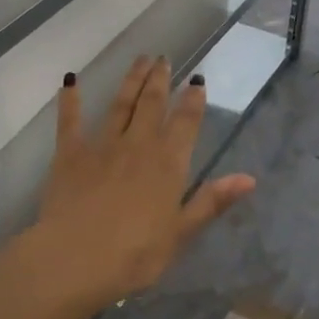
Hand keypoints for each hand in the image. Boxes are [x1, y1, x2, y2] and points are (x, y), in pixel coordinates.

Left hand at [31, 56, 256, 314]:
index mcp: (168, 164)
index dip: (193, 100)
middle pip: (152, 104)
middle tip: (163, 58)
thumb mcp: (180, 233)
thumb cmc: (135, 255)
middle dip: (160, 80)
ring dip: (130, 81)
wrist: (75, 260)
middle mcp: (138, 145)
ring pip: (119, 104)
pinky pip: (70, 120)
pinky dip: (71, 100)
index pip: (186, 123)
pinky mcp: (69, 154)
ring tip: (139, 60)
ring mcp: (101, 146)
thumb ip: (211, 201)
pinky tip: (70, 81)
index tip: (197, 80)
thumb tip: (249, 179)